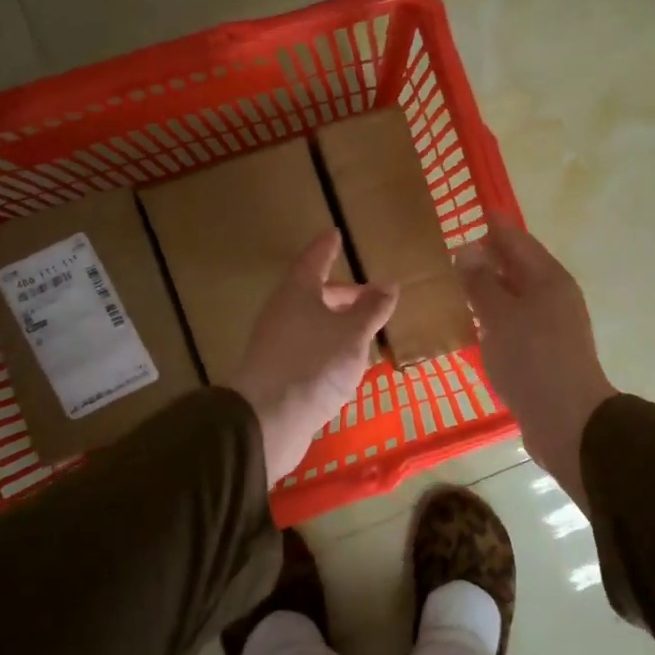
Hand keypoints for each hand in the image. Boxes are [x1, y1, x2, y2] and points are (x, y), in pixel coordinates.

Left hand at [230, 230, 397, 484]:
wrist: (267, 420)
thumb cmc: (313, 364)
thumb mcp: (353, 333)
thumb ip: (372, 309)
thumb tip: (388, 284)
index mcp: (298, 293)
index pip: (314, 260)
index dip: (326, 247)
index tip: (335, 234)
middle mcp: (283, 313)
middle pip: (313, 294)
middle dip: (342, 293)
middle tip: (369, 297)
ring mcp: (277, 344)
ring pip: (312, 324)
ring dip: (337, 323)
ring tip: (364, 333)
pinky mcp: (279, 373)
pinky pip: (309, 349)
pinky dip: (329, 348)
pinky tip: (346, 366)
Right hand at [457, 224, 616, 505]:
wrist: (567, 421)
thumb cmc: (532, 361)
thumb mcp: (500, 317)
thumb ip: (481, 283)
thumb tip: (468, 250)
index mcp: (549, 279)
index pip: (518, 241)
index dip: (496, 226)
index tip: (477, 211)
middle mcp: (554, 297)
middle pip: (520, 267)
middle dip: (491, 257)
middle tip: (457, 250)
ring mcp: (552, 326)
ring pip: (517, 297)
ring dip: (492, 288)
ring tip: (459, 284)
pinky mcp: (545, 353)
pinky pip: (516, 323)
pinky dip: (496, 317)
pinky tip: (475, 324)